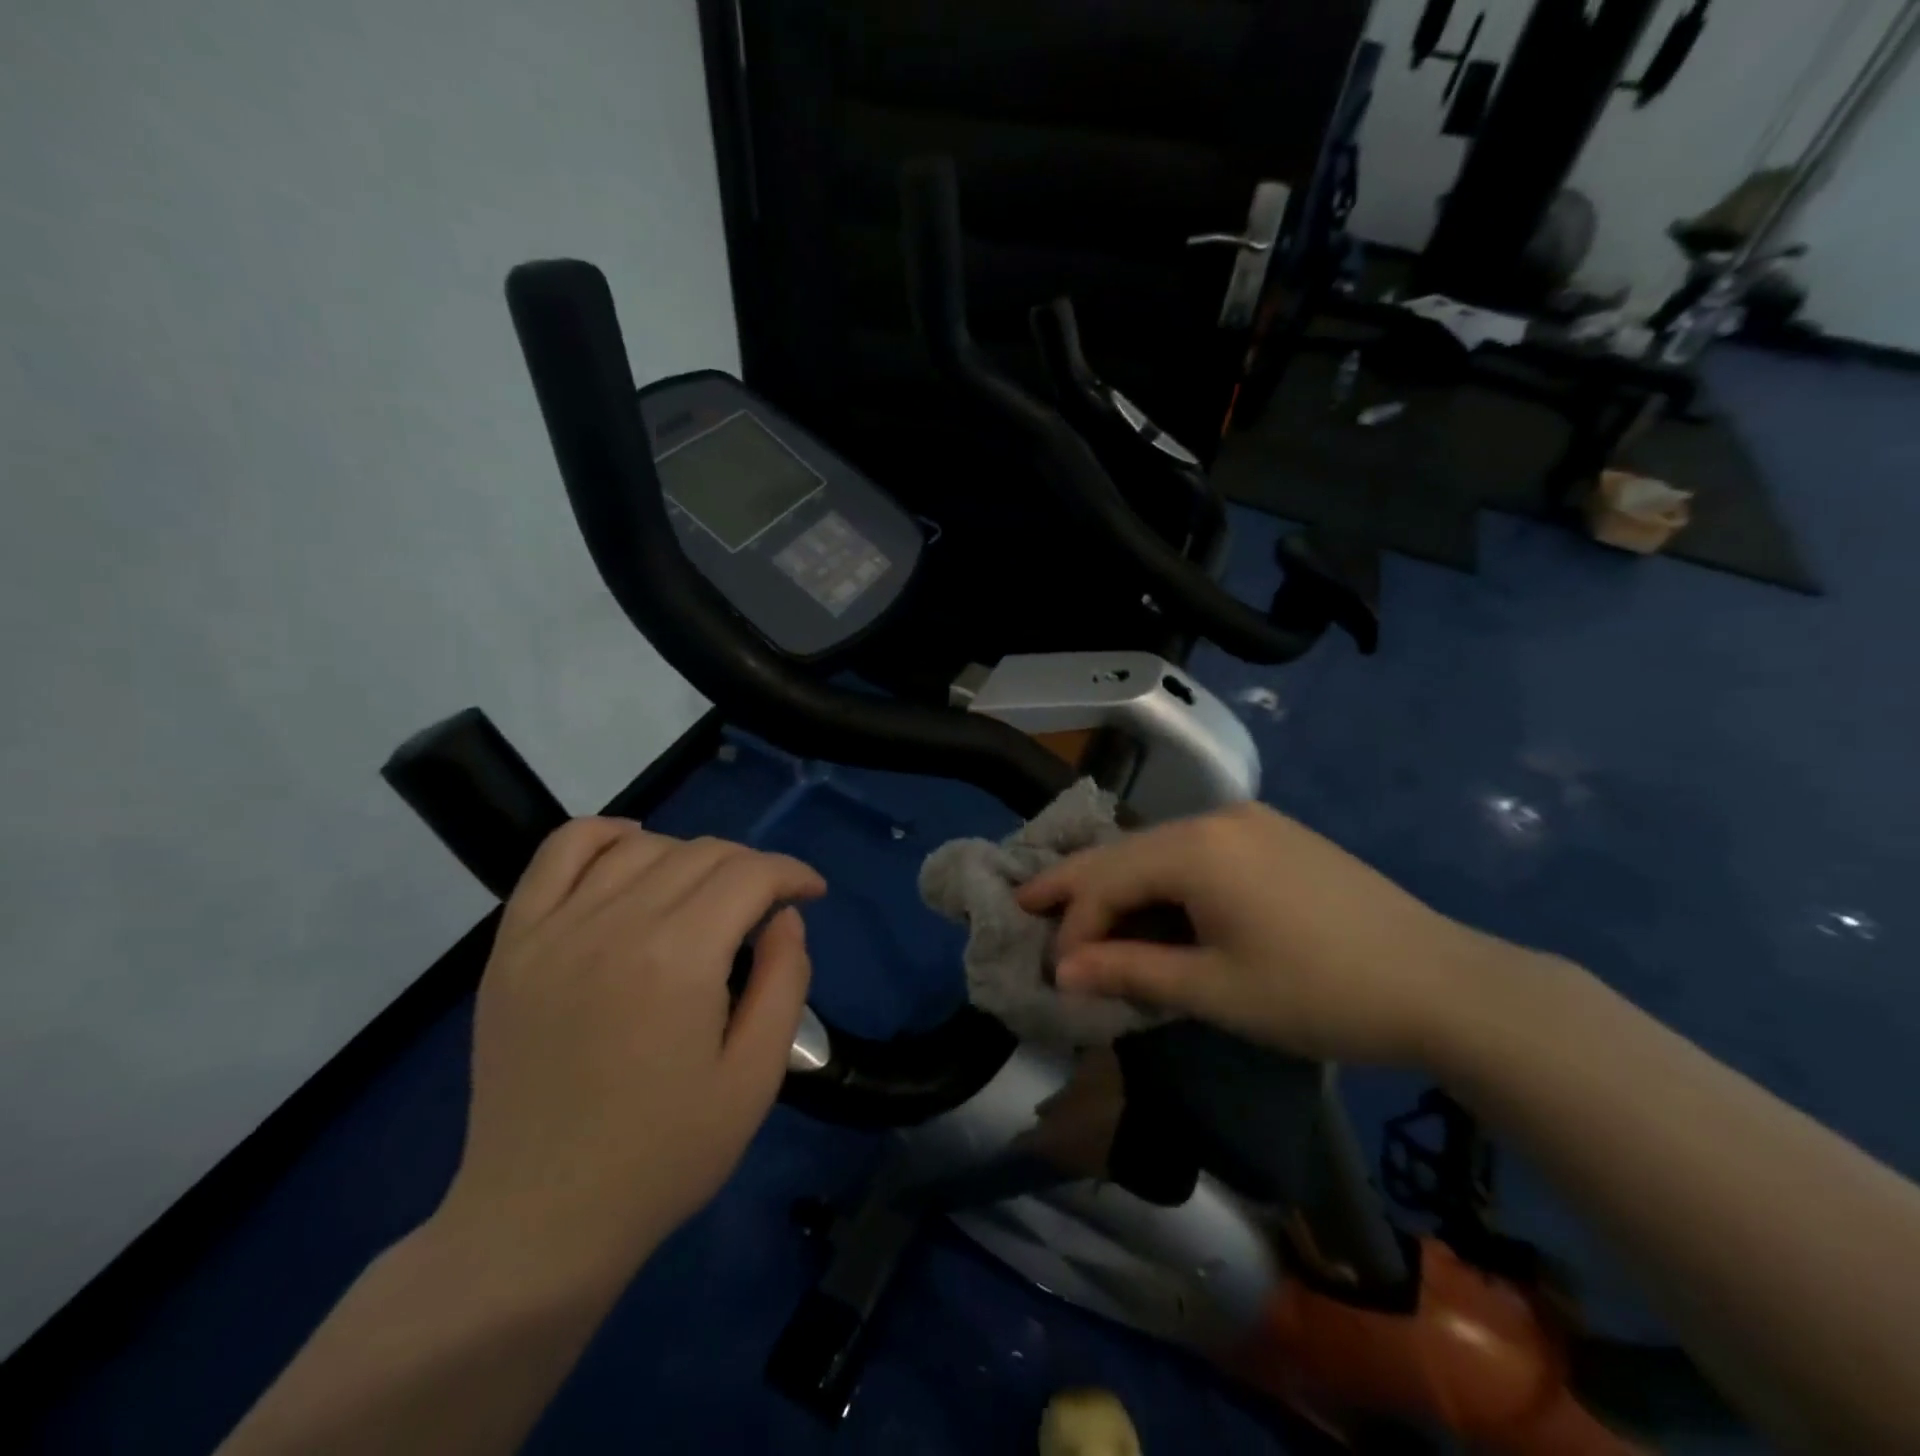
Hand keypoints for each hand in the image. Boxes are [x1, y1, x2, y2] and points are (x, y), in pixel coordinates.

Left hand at [438, 819, 825, 1278]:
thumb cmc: (663, 1156)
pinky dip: (604, 834)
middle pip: (703, 853)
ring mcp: (555, 929)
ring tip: (707, 895)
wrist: (540, 1220)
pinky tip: (633, 849)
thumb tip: (785, 918)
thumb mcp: (755, 1077)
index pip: (751, 874)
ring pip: (643, 847)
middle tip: (768, 907)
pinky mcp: (514, 944)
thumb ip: (784, 981)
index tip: (812, 894)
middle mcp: (615, 924)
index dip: (792, 874)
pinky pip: (560, 853)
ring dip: (691, 856)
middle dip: (752, 868)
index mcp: (679, 958)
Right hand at [1017, 803, 1500, 1065]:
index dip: (1073, 924)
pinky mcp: (1275, 836)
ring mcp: (1250, 821)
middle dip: (1079, 886)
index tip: (1054, 969)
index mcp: (1197, 848)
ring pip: (1160, 848)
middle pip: (1127, 851)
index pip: (1107, 879)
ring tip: (1087, 913)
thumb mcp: (1216, 990)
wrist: (1444, 984)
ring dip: (1122, 883)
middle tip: (1031, 905)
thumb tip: (1062, 971)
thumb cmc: (1319, 992)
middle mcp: (1216, 818)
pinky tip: (1156, 904)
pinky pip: (1197, 850)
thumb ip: (1131, 972)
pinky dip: (1164, 878)